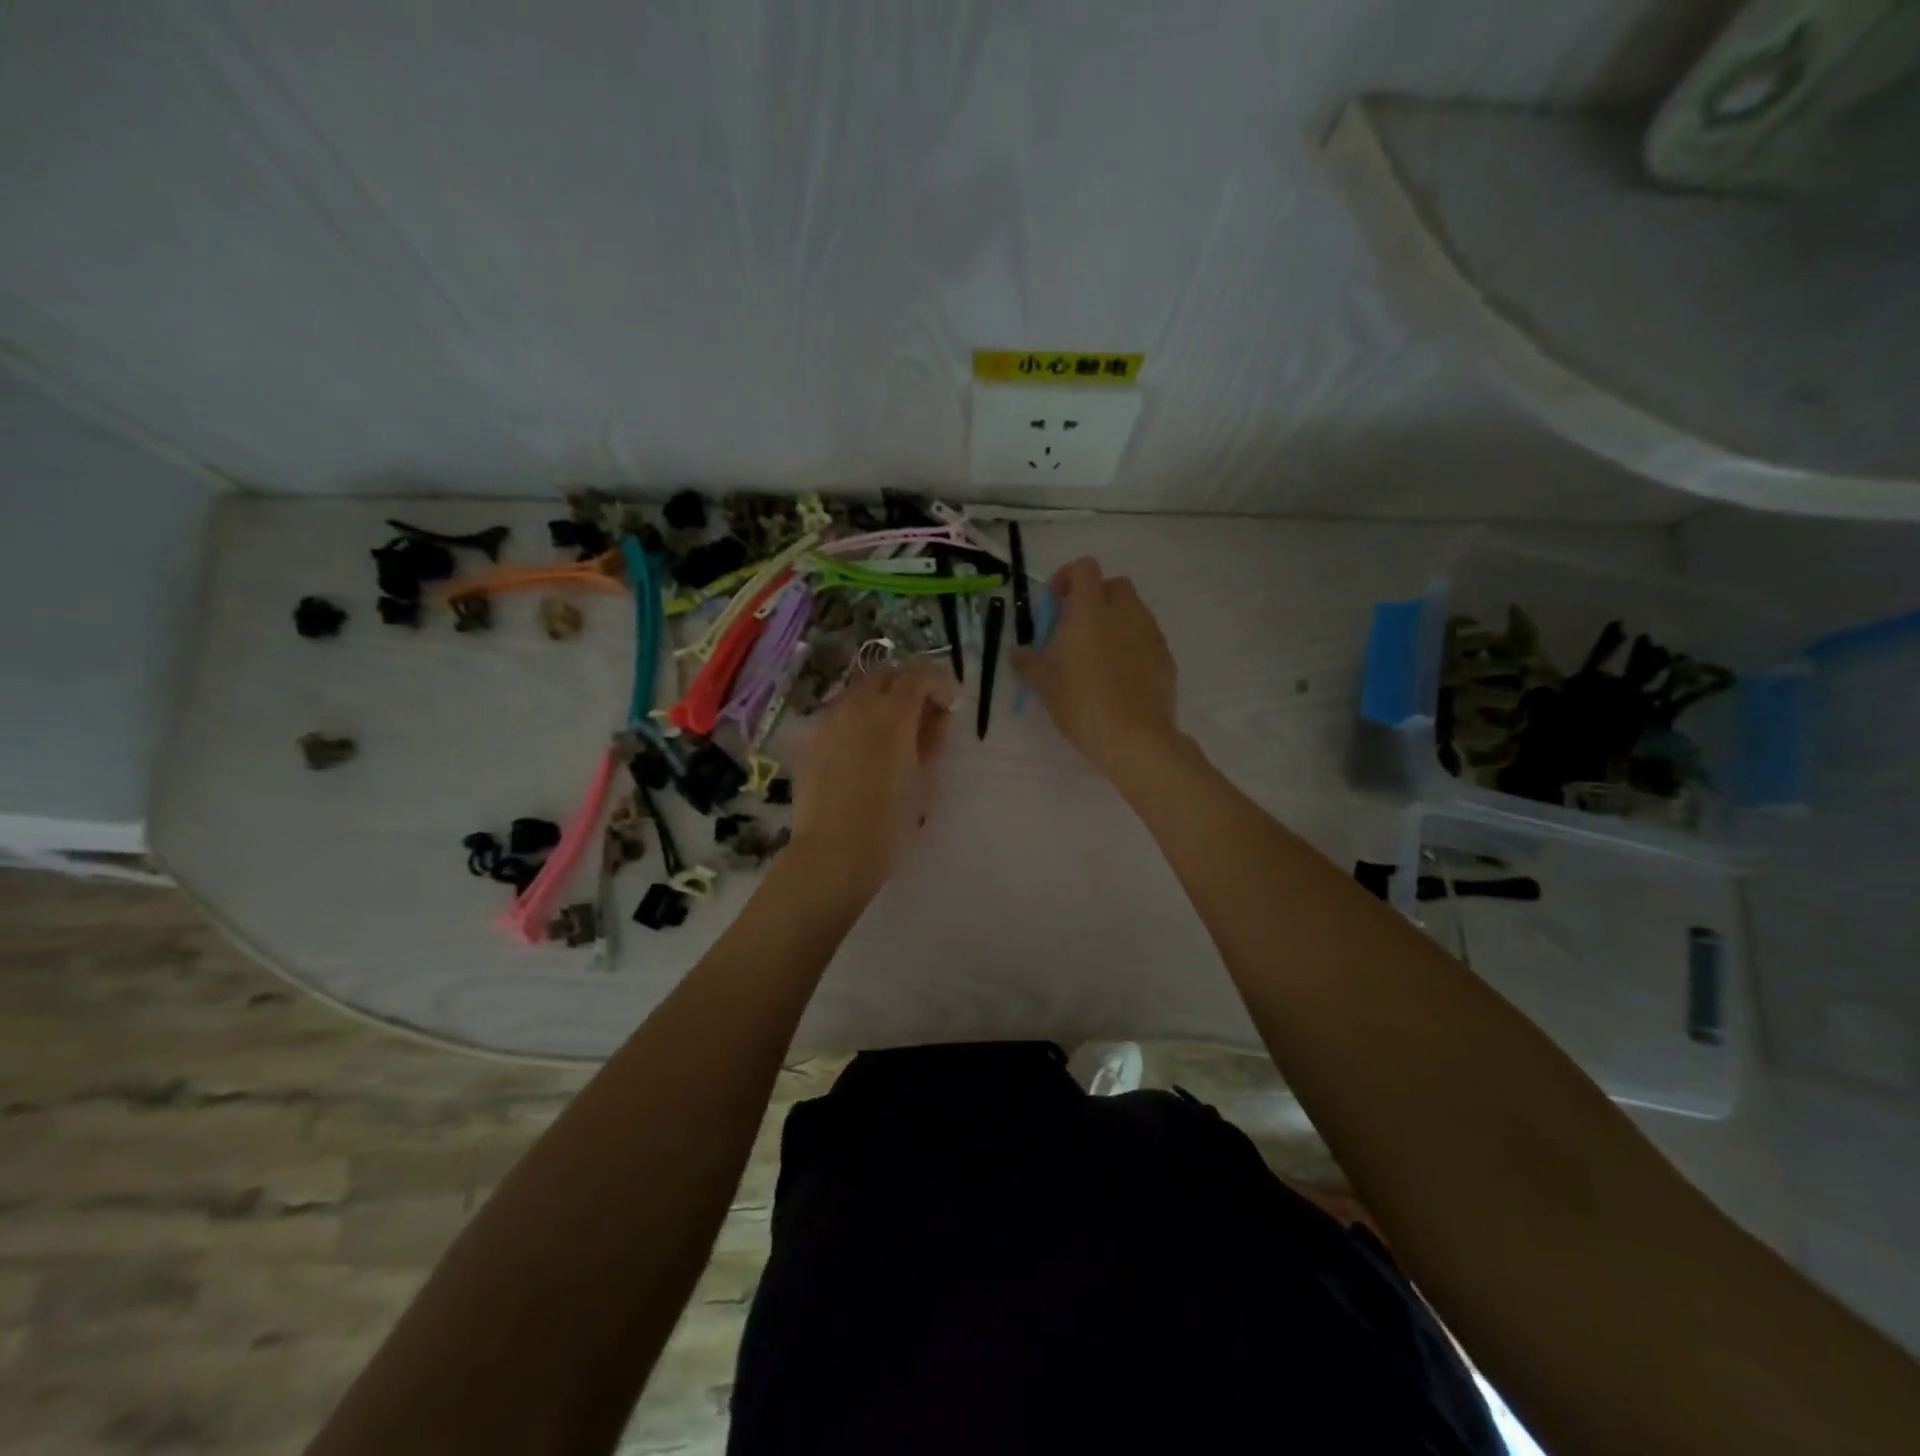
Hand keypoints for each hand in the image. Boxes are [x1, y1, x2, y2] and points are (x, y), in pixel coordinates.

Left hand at [789, 664, 954, 897]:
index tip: (949, 705)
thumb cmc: (889, 821)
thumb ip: (932, 739)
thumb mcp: (924, 780)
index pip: (919, 676)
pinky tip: (866, 747)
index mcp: (892, 712)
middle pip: (886, 674)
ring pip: (860, 690)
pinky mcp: (813, 738)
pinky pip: (841, 712)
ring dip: (881, 698)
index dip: (939, 683)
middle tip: (923, 714)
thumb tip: (936, 717)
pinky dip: (859, 716)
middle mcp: (858, 704)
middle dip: (908, 685)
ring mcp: (830, 719)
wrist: (834, 851)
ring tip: (894, 731)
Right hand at [1012, 557, 1178, 778]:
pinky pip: (1147, 638)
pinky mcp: (1166, 657)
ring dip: (1115, 620)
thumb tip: (1016, 652)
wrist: (1136, 738)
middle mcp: (1125, 613)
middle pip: (1114, 585)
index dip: (1068, 576)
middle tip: (1077, 627)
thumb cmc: (1083, 705)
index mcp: (1091, 611)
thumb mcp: (1046, 686)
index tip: (1056, 600)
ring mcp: (1150, 634)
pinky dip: (1132, 644)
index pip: (1085, 568)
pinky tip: (1120, 675)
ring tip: (1098, 654)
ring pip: (1134, 611)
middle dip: (1096, 597)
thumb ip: (1029, 663)